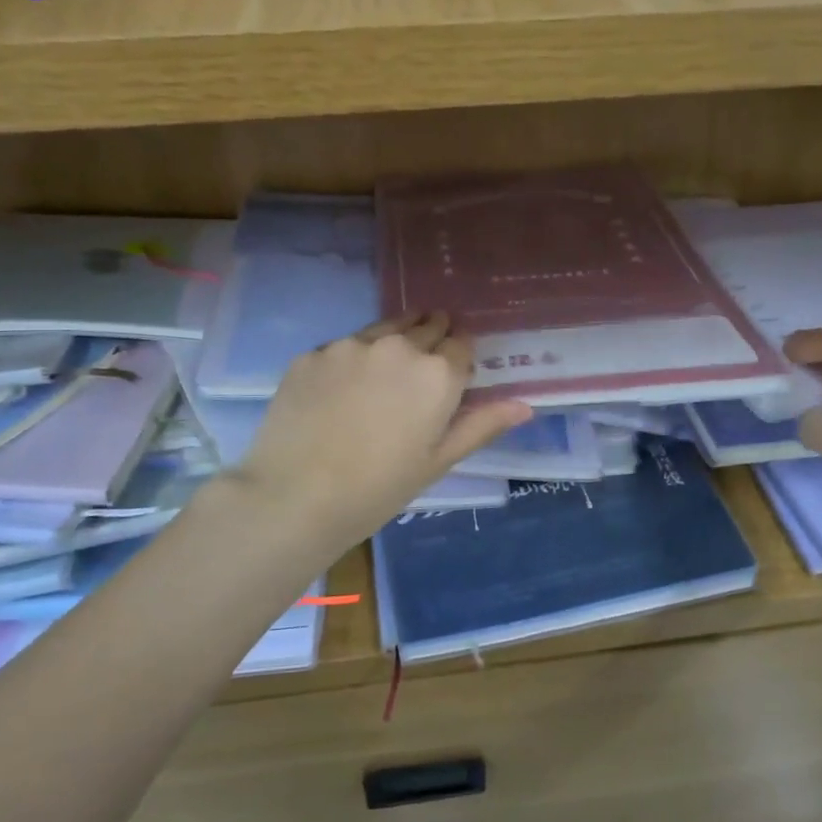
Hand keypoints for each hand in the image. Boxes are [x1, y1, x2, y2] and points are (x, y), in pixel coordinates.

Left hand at [230, 315, 532, 551]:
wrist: (295, 496)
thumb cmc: (379, 488)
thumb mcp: (438, 461)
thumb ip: (482, 425)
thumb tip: (525, 405)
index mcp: (437, 373)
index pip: (462, 344)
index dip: (460, 358)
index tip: (453, 375)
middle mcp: (398, 346)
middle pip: (426, 325)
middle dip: (432, 338)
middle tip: (421, 370)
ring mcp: (351, 345)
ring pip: (385, 328)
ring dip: (393, 342)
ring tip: (384, 375)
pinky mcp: (313, 352)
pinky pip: (343, 346)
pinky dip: (351, 360)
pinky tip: (340, 392)